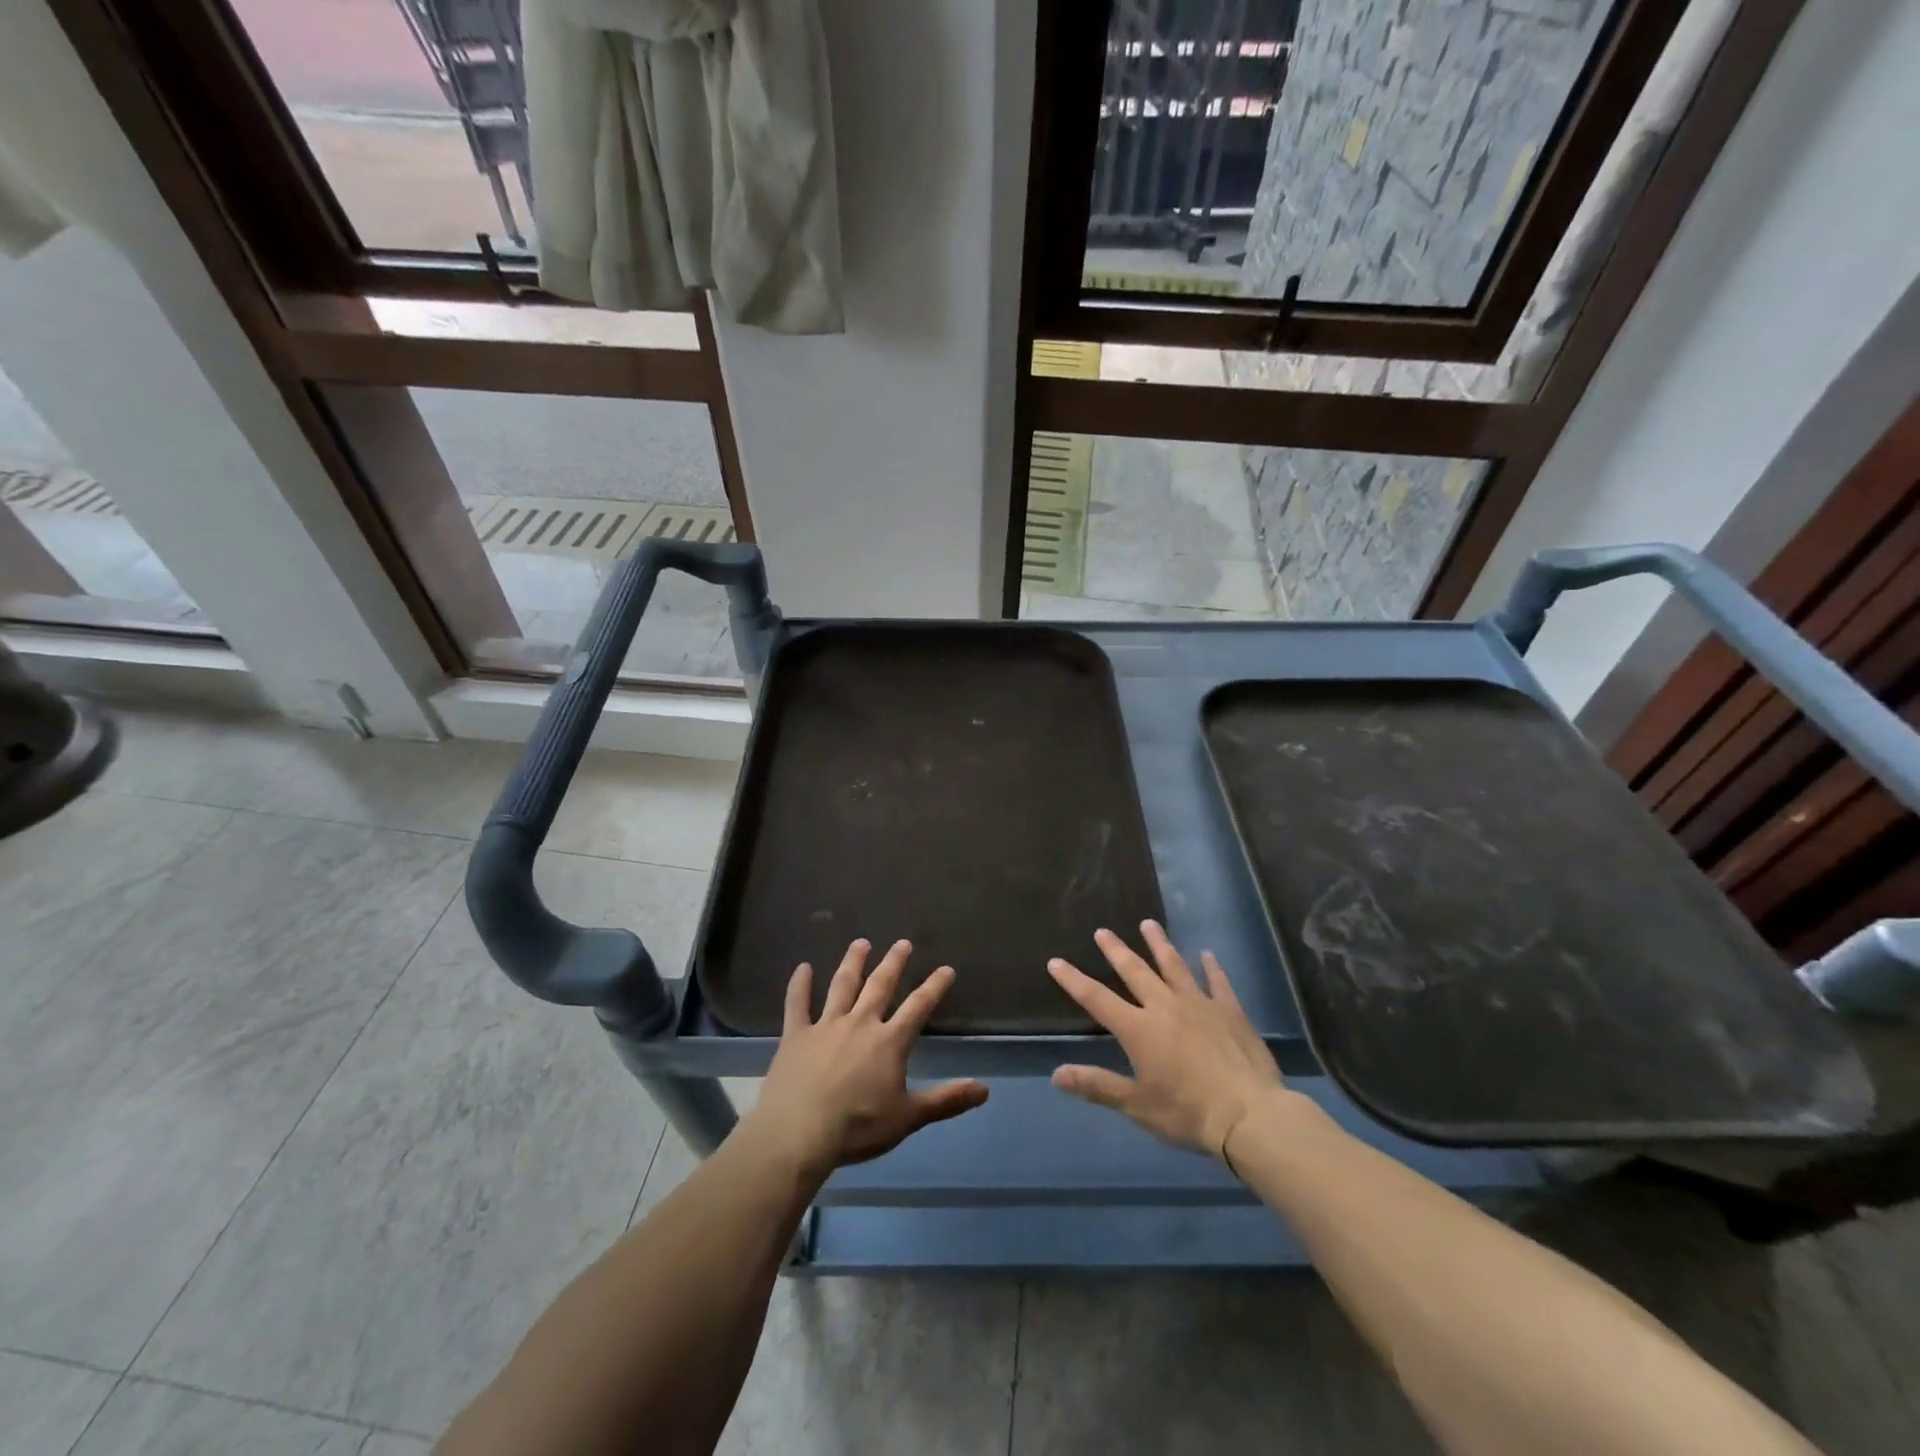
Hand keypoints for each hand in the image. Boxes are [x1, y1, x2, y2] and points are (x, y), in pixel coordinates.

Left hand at [746, 939, 988, 1175]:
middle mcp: (860, 1023)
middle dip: (893, 964)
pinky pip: (797, 1004)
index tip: (946, 969)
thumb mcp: (908, 1118)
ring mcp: (825, 1026)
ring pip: (842, 986)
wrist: (800, 1133)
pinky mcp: (796, 1035)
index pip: (918, 1007)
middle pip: (880, 986)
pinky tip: (802, 968)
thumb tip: (984, 1089)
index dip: (934, 987)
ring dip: (853, 963)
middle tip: (902, 943)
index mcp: (889, 1041)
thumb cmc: (858, 1127)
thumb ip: (946, 1100)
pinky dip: (799, 985)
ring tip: (860, 943)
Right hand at [1049, 921, 1284, 1159]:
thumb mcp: (1137, 1105)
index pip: (1097, 999)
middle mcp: (1165, 1007)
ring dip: (1159, 944)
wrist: (1251, 1116)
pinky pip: (1218, 982)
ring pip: (1174, 966)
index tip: (1055, 961)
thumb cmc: (1188, 1113)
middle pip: (1135, 971)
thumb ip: (1097, 1085)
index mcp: (1139, 1029)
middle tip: (1102, 931)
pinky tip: (1208, 955)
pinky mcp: (1230, 1011)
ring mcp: (1200, 1004)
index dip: (1074, 980)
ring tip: (1148, 924)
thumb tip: (1056, 1074)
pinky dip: (1212, 967)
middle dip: (1116, 950)